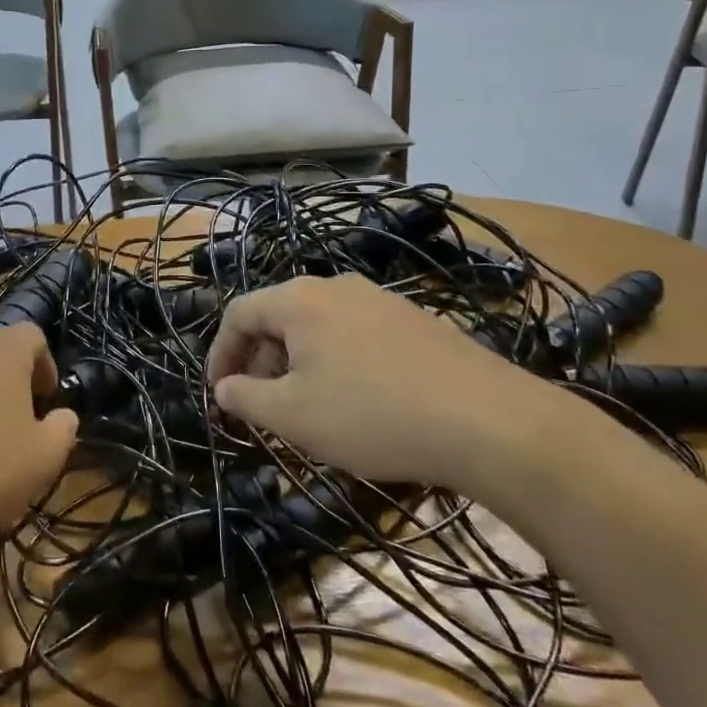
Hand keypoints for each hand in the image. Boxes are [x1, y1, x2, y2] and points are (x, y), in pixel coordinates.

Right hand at [207, 274, 577, 490]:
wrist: (488, 421)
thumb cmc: (371, 415)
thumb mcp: (293, 416)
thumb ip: (246, 398)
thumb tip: (223, 387)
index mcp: (299, 300)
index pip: (239, 314)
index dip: (219, 354)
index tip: (218, 395)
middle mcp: (336, 286)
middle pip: (278, 316)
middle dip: (260, 361)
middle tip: (261, 407)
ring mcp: (380, 299)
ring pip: (318, 326)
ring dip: (297, 364)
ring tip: (306, 408)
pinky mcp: (414, 320)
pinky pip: (354, 334)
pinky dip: (335, 362)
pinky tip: (356, 402)